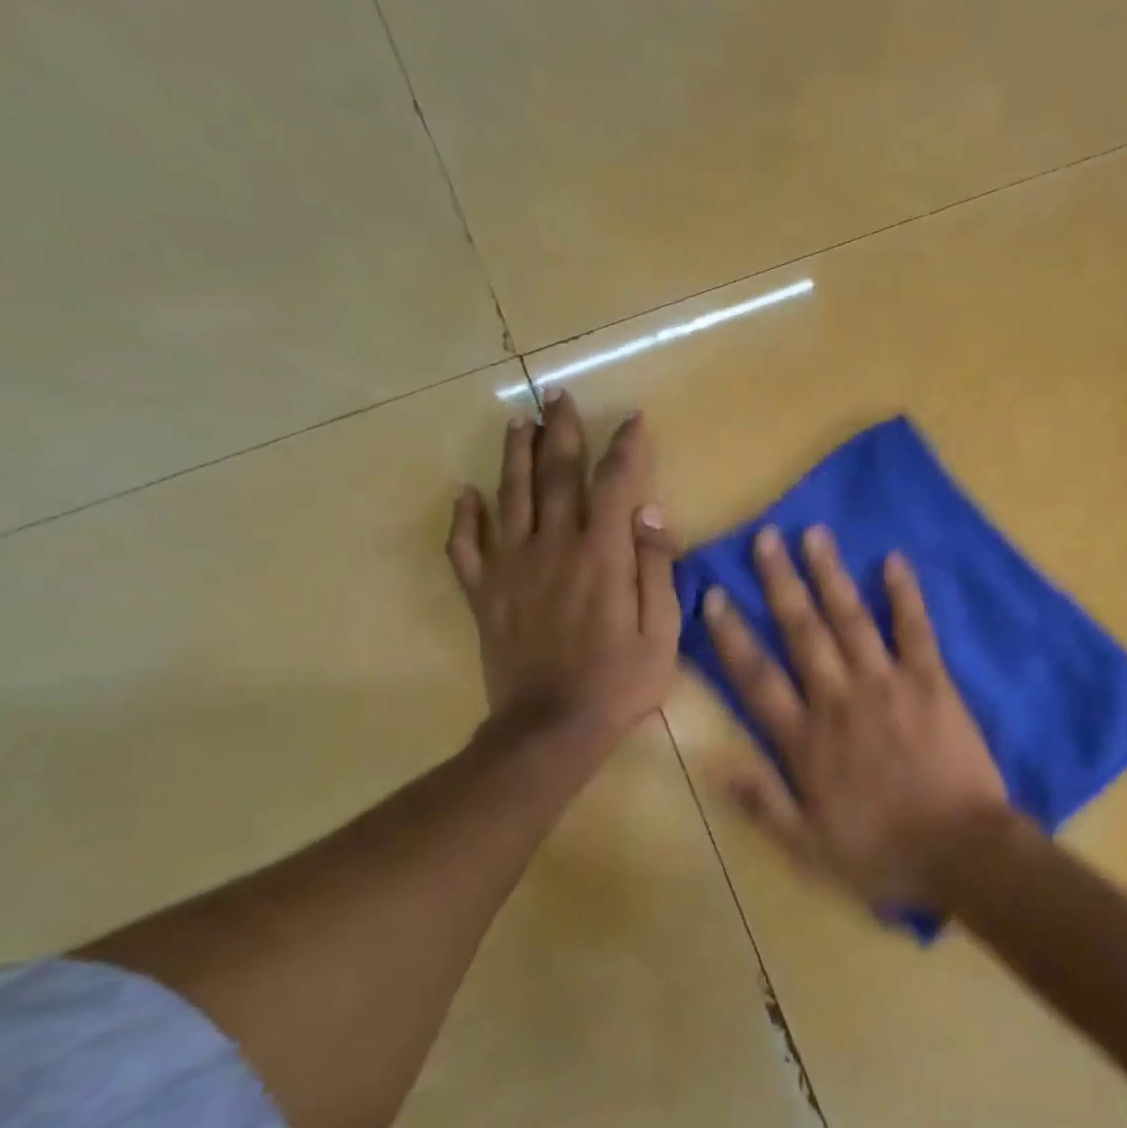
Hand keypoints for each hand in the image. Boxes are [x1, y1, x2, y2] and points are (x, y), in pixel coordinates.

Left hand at [446, 391, 679, 749]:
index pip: (615, 483)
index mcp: (602, 555)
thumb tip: (651, 513)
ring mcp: (512, 568)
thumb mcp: (662, 631)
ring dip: (514, 455)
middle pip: (555, 475)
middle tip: (560, 398)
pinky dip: (464, 518)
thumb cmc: (619, 682)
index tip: (634, 420)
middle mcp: (553, 547)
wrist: (551, 729)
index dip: (626, 447)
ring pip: (508, 496)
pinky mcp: (485, 594)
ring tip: (519, 422)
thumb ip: (656, 568)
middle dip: (561, 432)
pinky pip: (466, 547)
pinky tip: (466, 495)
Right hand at [702, 524, 1009, 909]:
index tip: (714, 596)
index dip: (732, 635)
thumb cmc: (881, 853)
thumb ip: (762, 801)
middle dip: (780, 583)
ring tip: (814, 535)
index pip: (757, 677)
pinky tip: (894, 561)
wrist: (959, 852)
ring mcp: (887, 685)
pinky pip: (915, 630)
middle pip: (802, 632)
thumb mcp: (807, 846)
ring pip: (850, 619)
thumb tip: (716, 761)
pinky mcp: (931, 681)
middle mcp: (839, 699)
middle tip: (766, 538)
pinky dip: (904, 594)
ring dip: (830, 575)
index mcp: (806, 739)